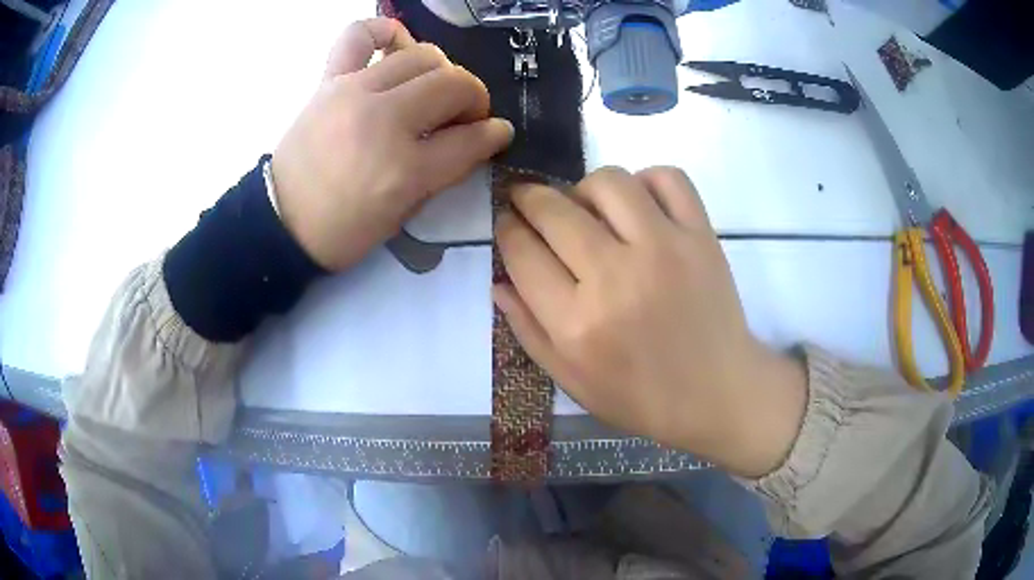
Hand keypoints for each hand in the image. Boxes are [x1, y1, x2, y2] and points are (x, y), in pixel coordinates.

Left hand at [272, 18, 513, 270]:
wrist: (281, 221)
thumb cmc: (343, 229)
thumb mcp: (402, 215)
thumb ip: (443, 172)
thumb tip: (477, 138)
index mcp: (403, 170)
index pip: (470, 140)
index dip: (494, 135)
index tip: (499, 133)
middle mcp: (383, 121)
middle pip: (452, 85)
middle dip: (474, 98)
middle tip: (466, 115)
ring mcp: (353, 92)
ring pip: (422, 56)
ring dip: (443, 71)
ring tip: (435, 88)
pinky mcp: (329, 81)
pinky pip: (359, 35)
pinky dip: (385, 31)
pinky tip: (397, 45)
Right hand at [494, 167, 806, 477]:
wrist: (718, 393)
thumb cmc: (641, 398)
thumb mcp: (571, 380)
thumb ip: (527, 330)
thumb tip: (497, 280)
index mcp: (576, 322)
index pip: (521, 251)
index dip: (506, 229)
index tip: (508, 224)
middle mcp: (615, 276)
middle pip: (553, 209)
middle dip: (527, 199)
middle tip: (530, 204)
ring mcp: (664, 248)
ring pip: (607, 181)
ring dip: (584, 188)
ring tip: (589, 209)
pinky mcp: (701, 235)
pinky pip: (668, 177)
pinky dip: (647, 180)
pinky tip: (639, 204)